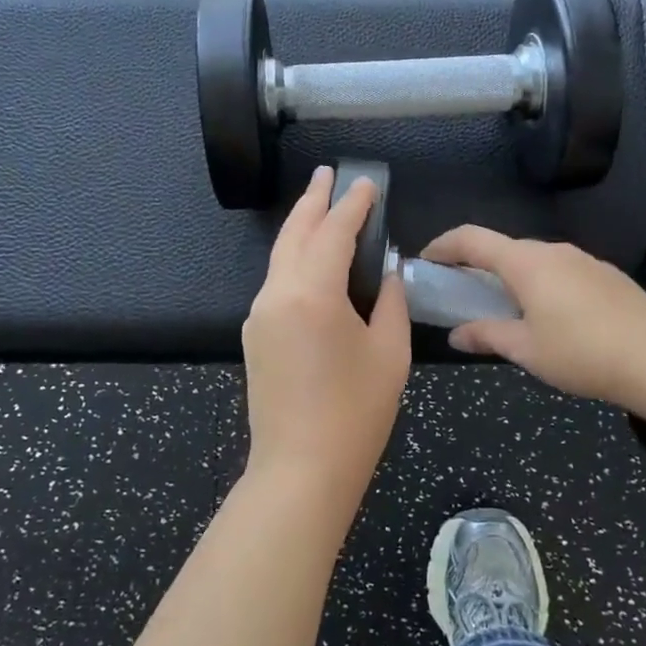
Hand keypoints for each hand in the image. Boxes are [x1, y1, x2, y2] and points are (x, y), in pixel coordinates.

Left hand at [241, 166, 410, 516]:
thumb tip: (389, 273)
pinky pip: (276, 282)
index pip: (333, 232)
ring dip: (301, 227)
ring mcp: (259, 314)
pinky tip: (309, 257)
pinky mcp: (254, 334)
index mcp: (312, 293)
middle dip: (314, 201)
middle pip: (295, 233)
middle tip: (328, 174)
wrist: (300, 472)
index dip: (352, 205)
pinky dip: (294, 258)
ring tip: (319, 204)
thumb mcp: (389, 353)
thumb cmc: (355, 414)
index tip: (366, 183)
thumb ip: (391, 302)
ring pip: (280, 256)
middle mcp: (277, 294)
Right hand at [420, 226, 645, 410]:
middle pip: (503, 248)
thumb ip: (486, 335)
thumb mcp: (526, 350)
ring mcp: (582, 260)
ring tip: (505, 310)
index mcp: (525, 263)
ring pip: (533, 259)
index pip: (471, 239)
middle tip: (462, 293)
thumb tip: (456, 334)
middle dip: (477, 265)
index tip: (425, 260)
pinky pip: (559, 270)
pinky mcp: (605, 275)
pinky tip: (549, 317)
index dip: (443, 246)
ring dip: (511, 276)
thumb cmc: (582, 352)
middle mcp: (552, 250)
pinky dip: (540, 283)